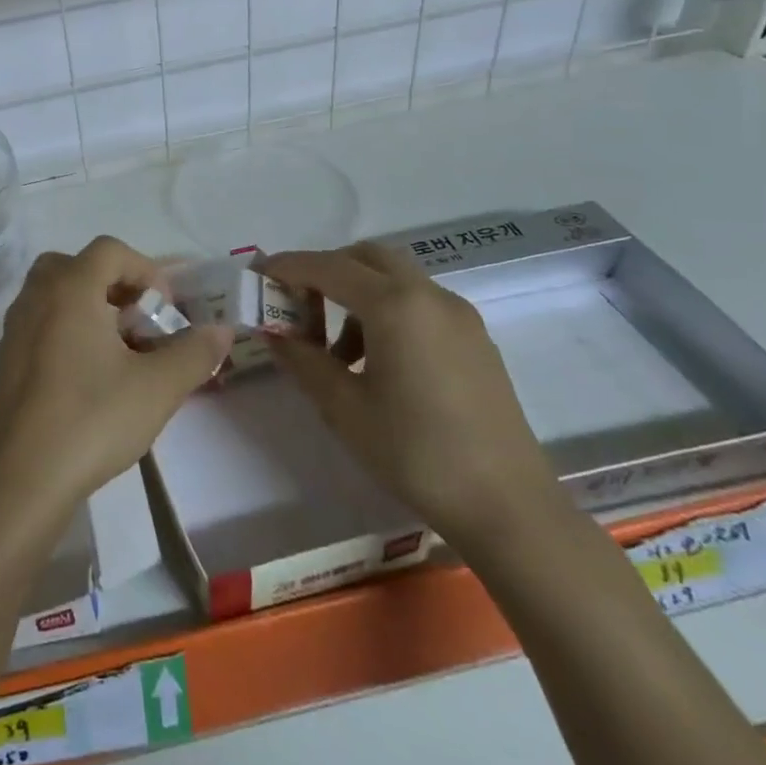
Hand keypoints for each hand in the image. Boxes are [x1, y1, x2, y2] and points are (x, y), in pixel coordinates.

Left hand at [0, 237, 231, 508]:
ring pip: (53, 293)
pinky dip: (65, 329)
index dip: (145, 269)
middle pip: (75, 265)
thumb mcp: (158, 387)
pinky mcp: (5, 359)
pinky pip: (39, 323)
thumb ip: (195, 352)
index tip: (164, 308)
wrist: (24, 478)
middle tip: (137, 319)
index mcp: (69, 289)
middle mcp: (35, 297)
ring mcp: (14, 328)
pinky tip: (86, 374)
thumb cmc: (93, 419)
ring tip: (117, 347)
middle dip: (113, 284)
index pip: (109, 250)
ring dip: (88, 306)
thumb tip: (222, 330)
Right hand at [261, 241, 558, 548]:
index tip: (257, 277)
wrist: (508, 506)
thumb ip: (302, 359)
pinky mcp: (475, 338)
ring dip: (355, 295)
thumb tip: (273, 332)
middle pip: (364, 257)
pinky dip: (386, 311)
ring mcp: (458, 315)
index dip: (287, 267)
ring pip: (393, 278)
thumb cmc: (416, 453)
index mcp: (395, 305)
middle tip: (298, 308)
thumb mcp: (343, 407)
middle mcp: (429, 295)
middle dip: (324, 272)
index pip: (327, 266)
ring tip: (336, 352)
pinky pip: (418, 302)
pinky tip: (377, 363)